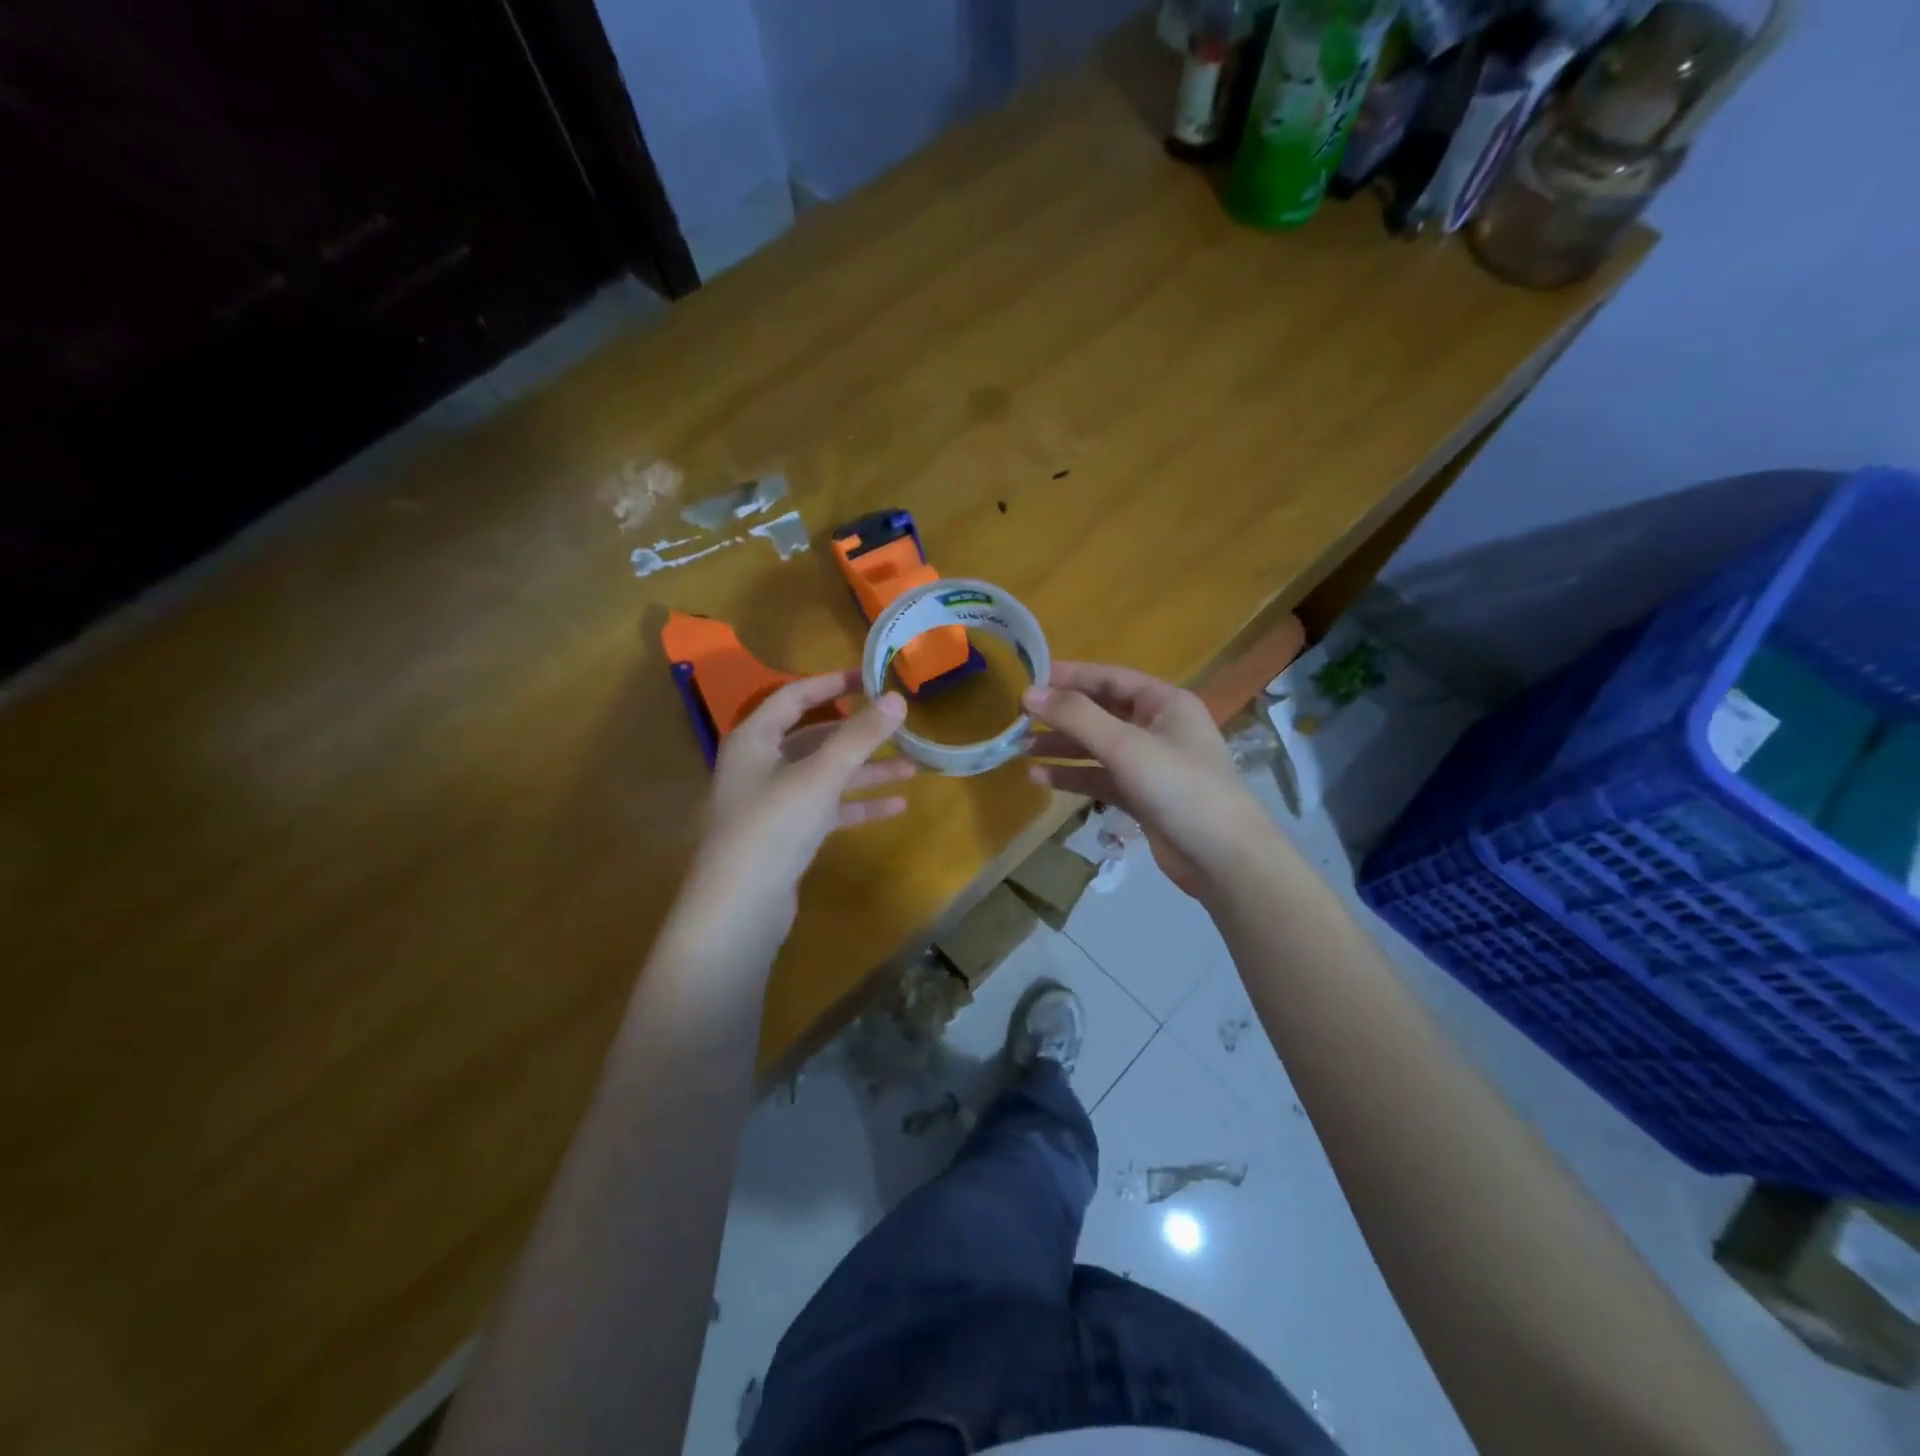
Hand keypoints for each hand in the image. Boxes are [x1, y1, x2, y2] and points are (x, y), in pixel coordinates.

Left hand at [671, 670, 912, 962]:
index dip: (832, 683)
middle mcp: (760, 765)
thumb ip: (859, 736)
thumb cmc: (773, 826)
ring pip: (825, 775)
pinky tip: (897, 806)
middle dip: (859, 734)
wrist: (739, 908)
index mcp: (754, 739)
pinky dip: (858, 804)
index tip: (871, 677)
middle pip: (814, 737)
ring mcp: (773, 802)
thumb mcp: (820, 775)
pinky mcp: (787, 835)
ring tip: (913, 767)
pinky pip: (828, 808)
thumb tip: (896, 698)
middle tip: (899, 724)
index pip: (794, 696)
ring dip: (866, 771)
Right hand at [1024, 663, 1275, 900]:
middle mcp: (1158, 728)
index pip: (1111, 678)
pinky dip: (1073, 776)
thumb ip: (1077, 716)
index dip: (1071, 677)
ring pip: (1098, 748)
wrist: (1223, 859)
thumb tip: (1029, 693)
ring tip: (1021, 748)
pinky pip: (1101, 778)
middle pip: (1102, 712)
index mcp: (1165, 703)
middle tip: (1019, 718)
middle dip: (1062, 716)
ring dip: (1062, 747)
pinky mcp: (1142, 797)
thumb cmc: (1180, 787)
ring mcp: (1150, 765)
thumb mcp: (1126, 745)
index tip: (1030, 680)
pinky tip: (1039, 778)